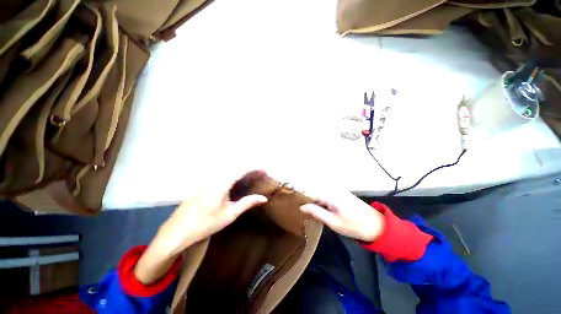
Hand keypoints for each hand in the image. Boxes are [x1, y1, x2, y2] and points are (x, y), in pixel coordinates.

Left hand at [156, 174, 268, 255]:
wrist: (177, 231)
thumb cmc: (205, 224)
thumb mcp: (229, 214)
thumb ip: (247, 203)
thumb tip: (264, 198)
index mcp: (222, 183)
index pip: (242, 169)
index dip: (255, 167)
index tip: (265, 169)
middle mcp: (214, 177)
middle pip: (236, 166)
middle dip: (250, 167)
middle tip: (261, 173)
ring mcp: (207, 179)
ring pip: (229, 168)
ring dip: (242, 169)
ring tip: (252, 175)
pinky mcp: (204, 182)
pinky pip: (222, 173)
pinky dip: (234, 173)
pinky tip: (238, 180)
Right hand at [299, 191, 383, 242]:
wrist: (378, 226)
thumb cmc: (354, 225)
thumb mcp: (333, 222)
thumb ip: (316, 212)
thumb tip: (301, 206)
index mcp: (331, 194)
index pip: (311, 193)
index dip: (303, 199)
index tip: (296, 207)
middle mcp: (334, 190)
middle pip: (316, 193)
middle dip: (310, 202)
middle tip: (305, 213)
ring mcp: (339, 191)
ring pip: (322, 195)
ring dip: (317, 204)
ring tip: (313, 214)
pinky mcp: (343, 195)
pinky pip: (328, 197)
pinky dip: (324, 204)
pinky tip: (324, 212)